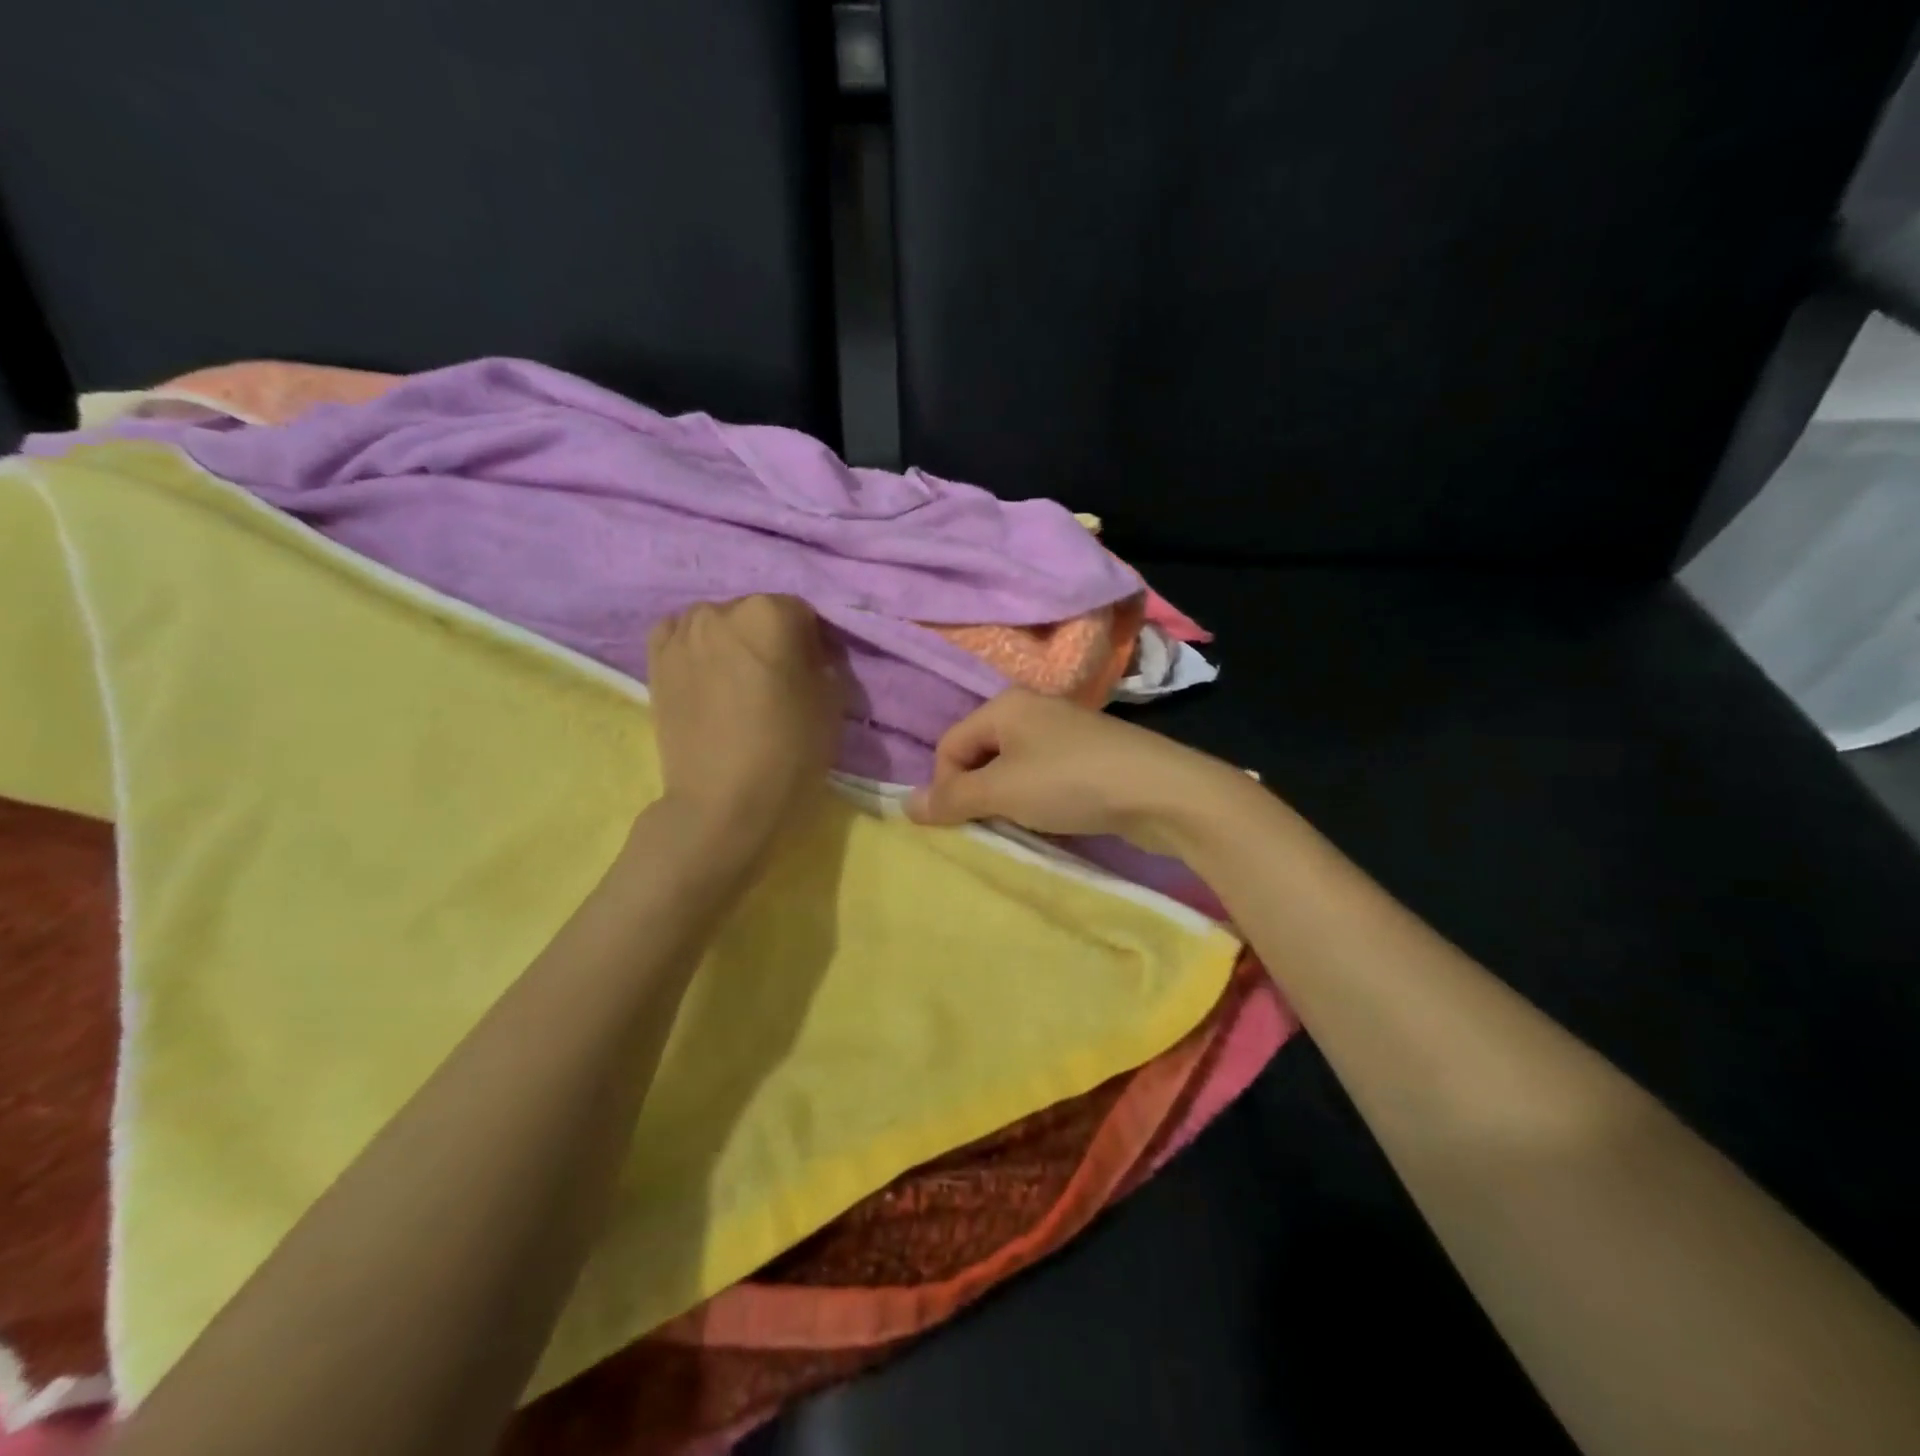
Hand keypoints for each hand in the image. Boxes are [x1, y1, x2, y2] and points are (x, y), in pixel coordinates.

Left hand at [646, 595, 843, 858]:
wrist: (721, 802)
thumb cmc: (788, 752)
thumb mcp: (832, 704)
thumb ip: (826, 665)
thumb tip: (811, 656)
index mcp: (770, 613)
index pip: (802, 613)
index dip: (814, 643)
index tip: (816, 673)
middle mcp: (721, 610)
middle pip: (757, 614)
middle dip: (771, 639)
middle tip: (778, 680)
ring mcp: (681, 634)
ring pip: (718, 625)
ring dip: (732, 644)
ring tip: (739, 684)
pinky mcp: (655, 661)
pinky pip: (680, 637)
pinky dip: (695, 648)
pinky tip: (706, 675)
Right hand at [905, 689, 1248, 851]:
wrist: (1162, 791)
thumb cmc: (1072, 783)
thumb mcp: (1003, 791)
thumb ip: (952, 798)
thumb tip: (903, 805)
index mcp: (1005, 705)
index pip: (949, 746)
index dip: (945, 787)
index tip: (961, 822)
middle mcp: (1031, 709)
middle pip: (979, 754)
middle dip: (976, 793)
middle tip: (991, 826)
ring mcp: (1063, 731)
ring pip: (1012, 768)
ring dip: (1006, 800)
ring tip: (1022, 825)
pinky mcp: (1089, 754)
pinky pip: (1042, 775)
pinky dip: (1036, 799)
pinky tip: (1051, 819)